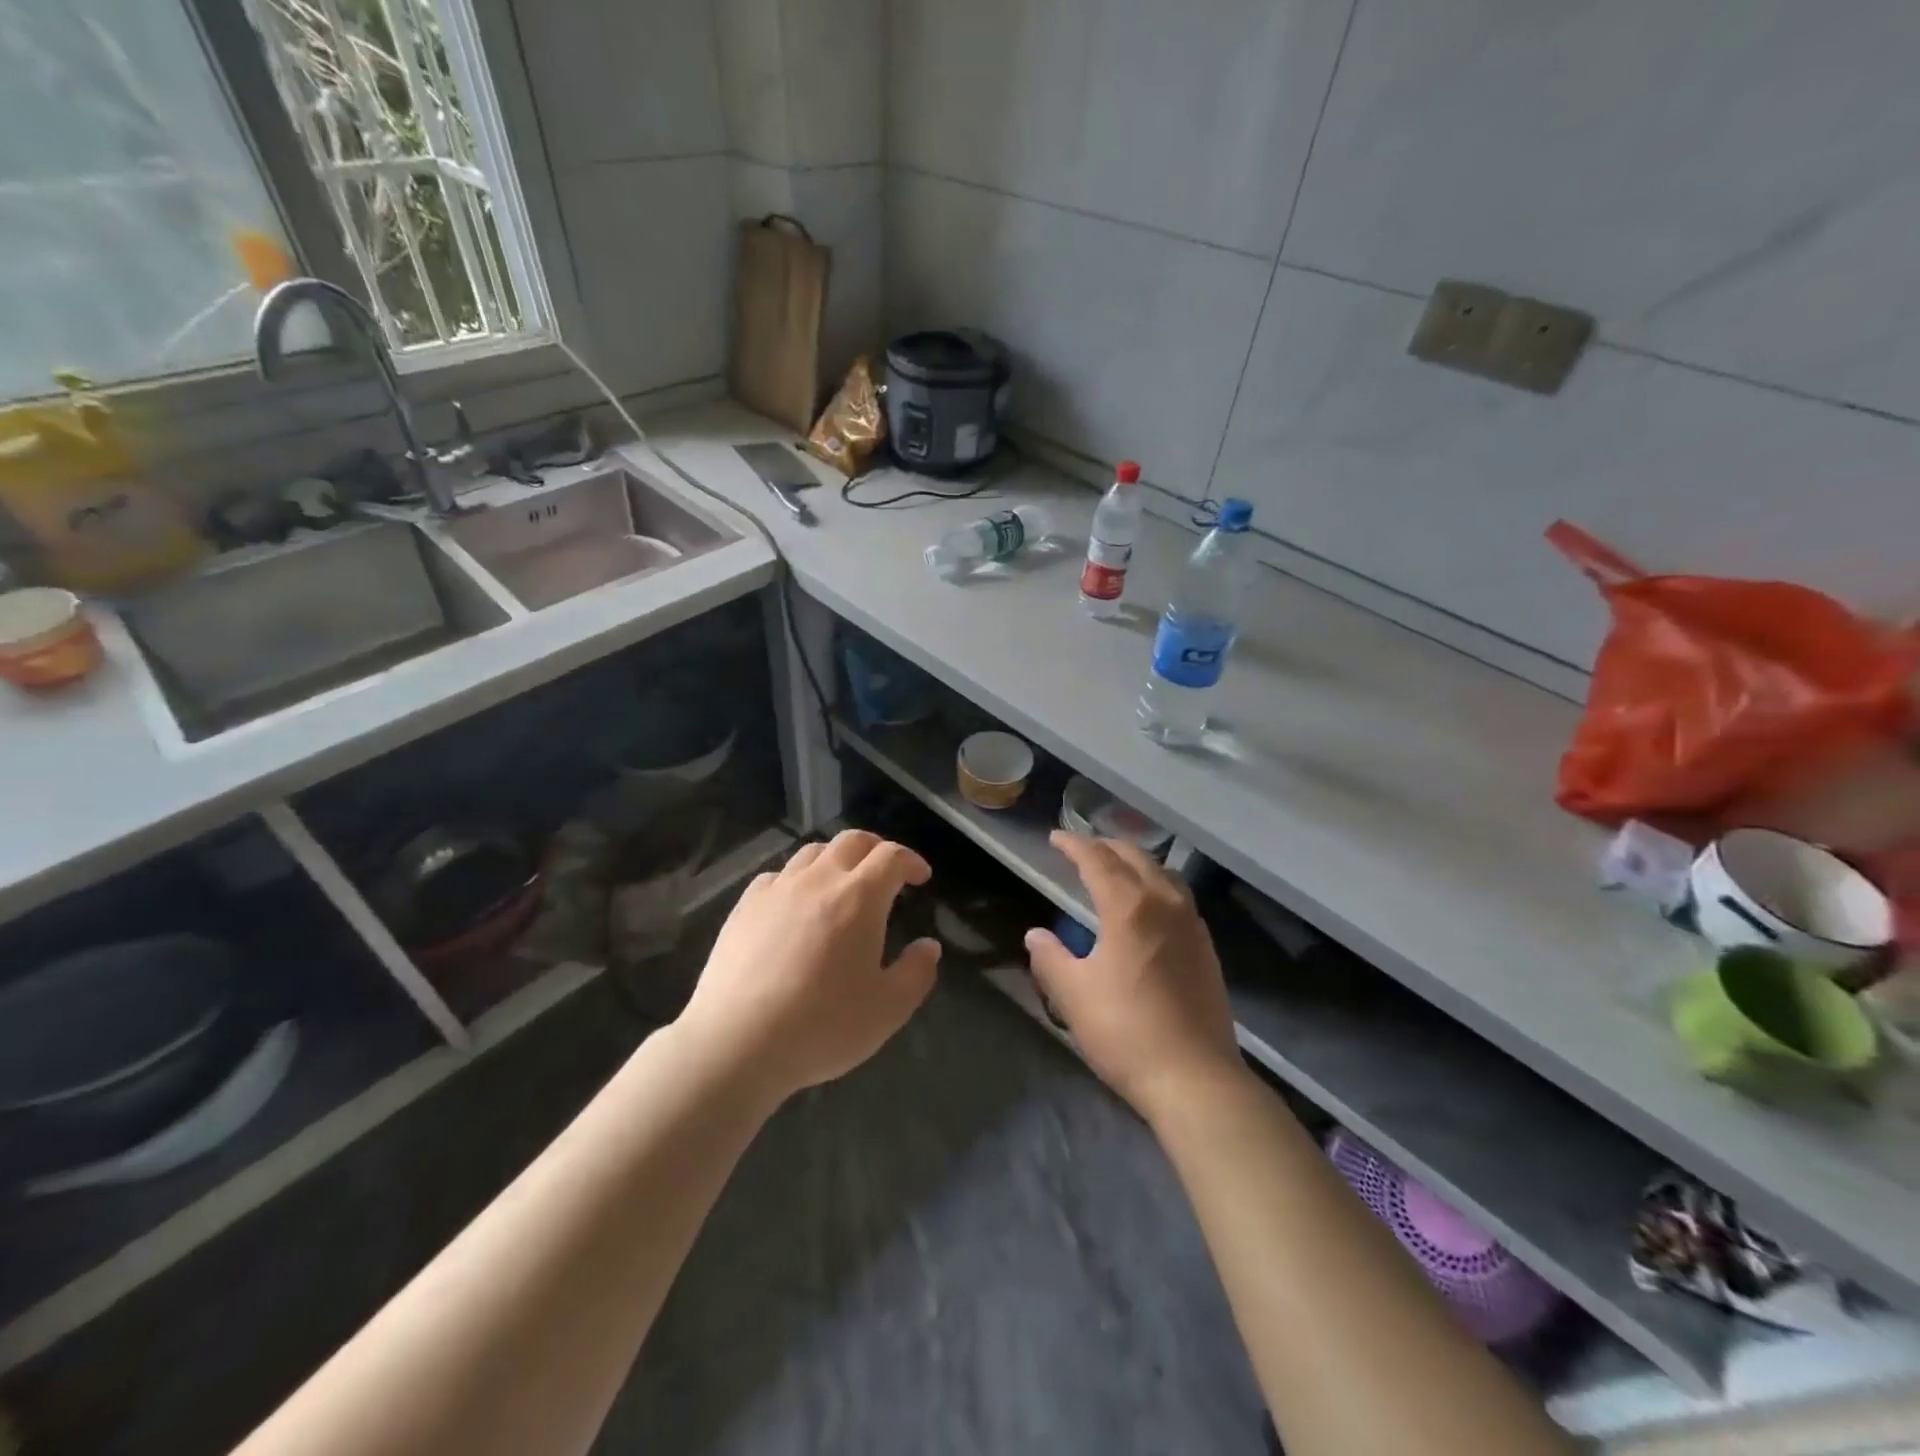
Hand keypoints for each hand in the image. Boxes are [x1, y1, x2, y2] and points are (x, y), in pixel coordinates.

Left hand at [677, 830, 940, 1102]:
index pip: (891, 857)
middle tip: (886, 872)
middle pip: (852, 841)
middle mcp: (819, 880)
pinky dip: (797, 879)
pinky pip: (777, 875)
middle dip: (876, 849)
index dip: (911, 860)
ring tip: (842, 884)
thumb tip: (928, 947)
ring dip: (836, 859)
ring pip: (812, 852)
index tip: (921, 878)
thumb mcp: (888, 1009)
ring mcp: (777, 890)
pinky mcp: (744, 907)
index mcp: (859, 898)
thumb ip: (916, 973)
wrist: (736, 1043)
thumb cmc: (822, 1026)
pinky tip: (795, 905)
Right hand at [1025, 833, 1242, 1118]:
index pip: (1097, 860)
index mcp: (1129, 907)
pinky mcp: (1207, 948)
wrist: (1195, 1079)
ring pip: (1163, 873)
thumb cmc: (1125, 1032)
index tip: (1055, 838)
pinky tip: (1149, 907)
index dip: (1074, 845)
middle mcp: (1164, 904)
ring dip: (1135, 862)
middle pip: (1135, 858)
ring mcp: (1191, 925)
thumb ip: (1050, 958)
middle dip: (1105, 846)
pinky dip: (1157, 885)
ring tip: (1116, 869)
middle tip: (1082, 849)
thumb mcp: (1073, 995)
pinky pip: (1179, 897)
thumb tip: (1036, 934)